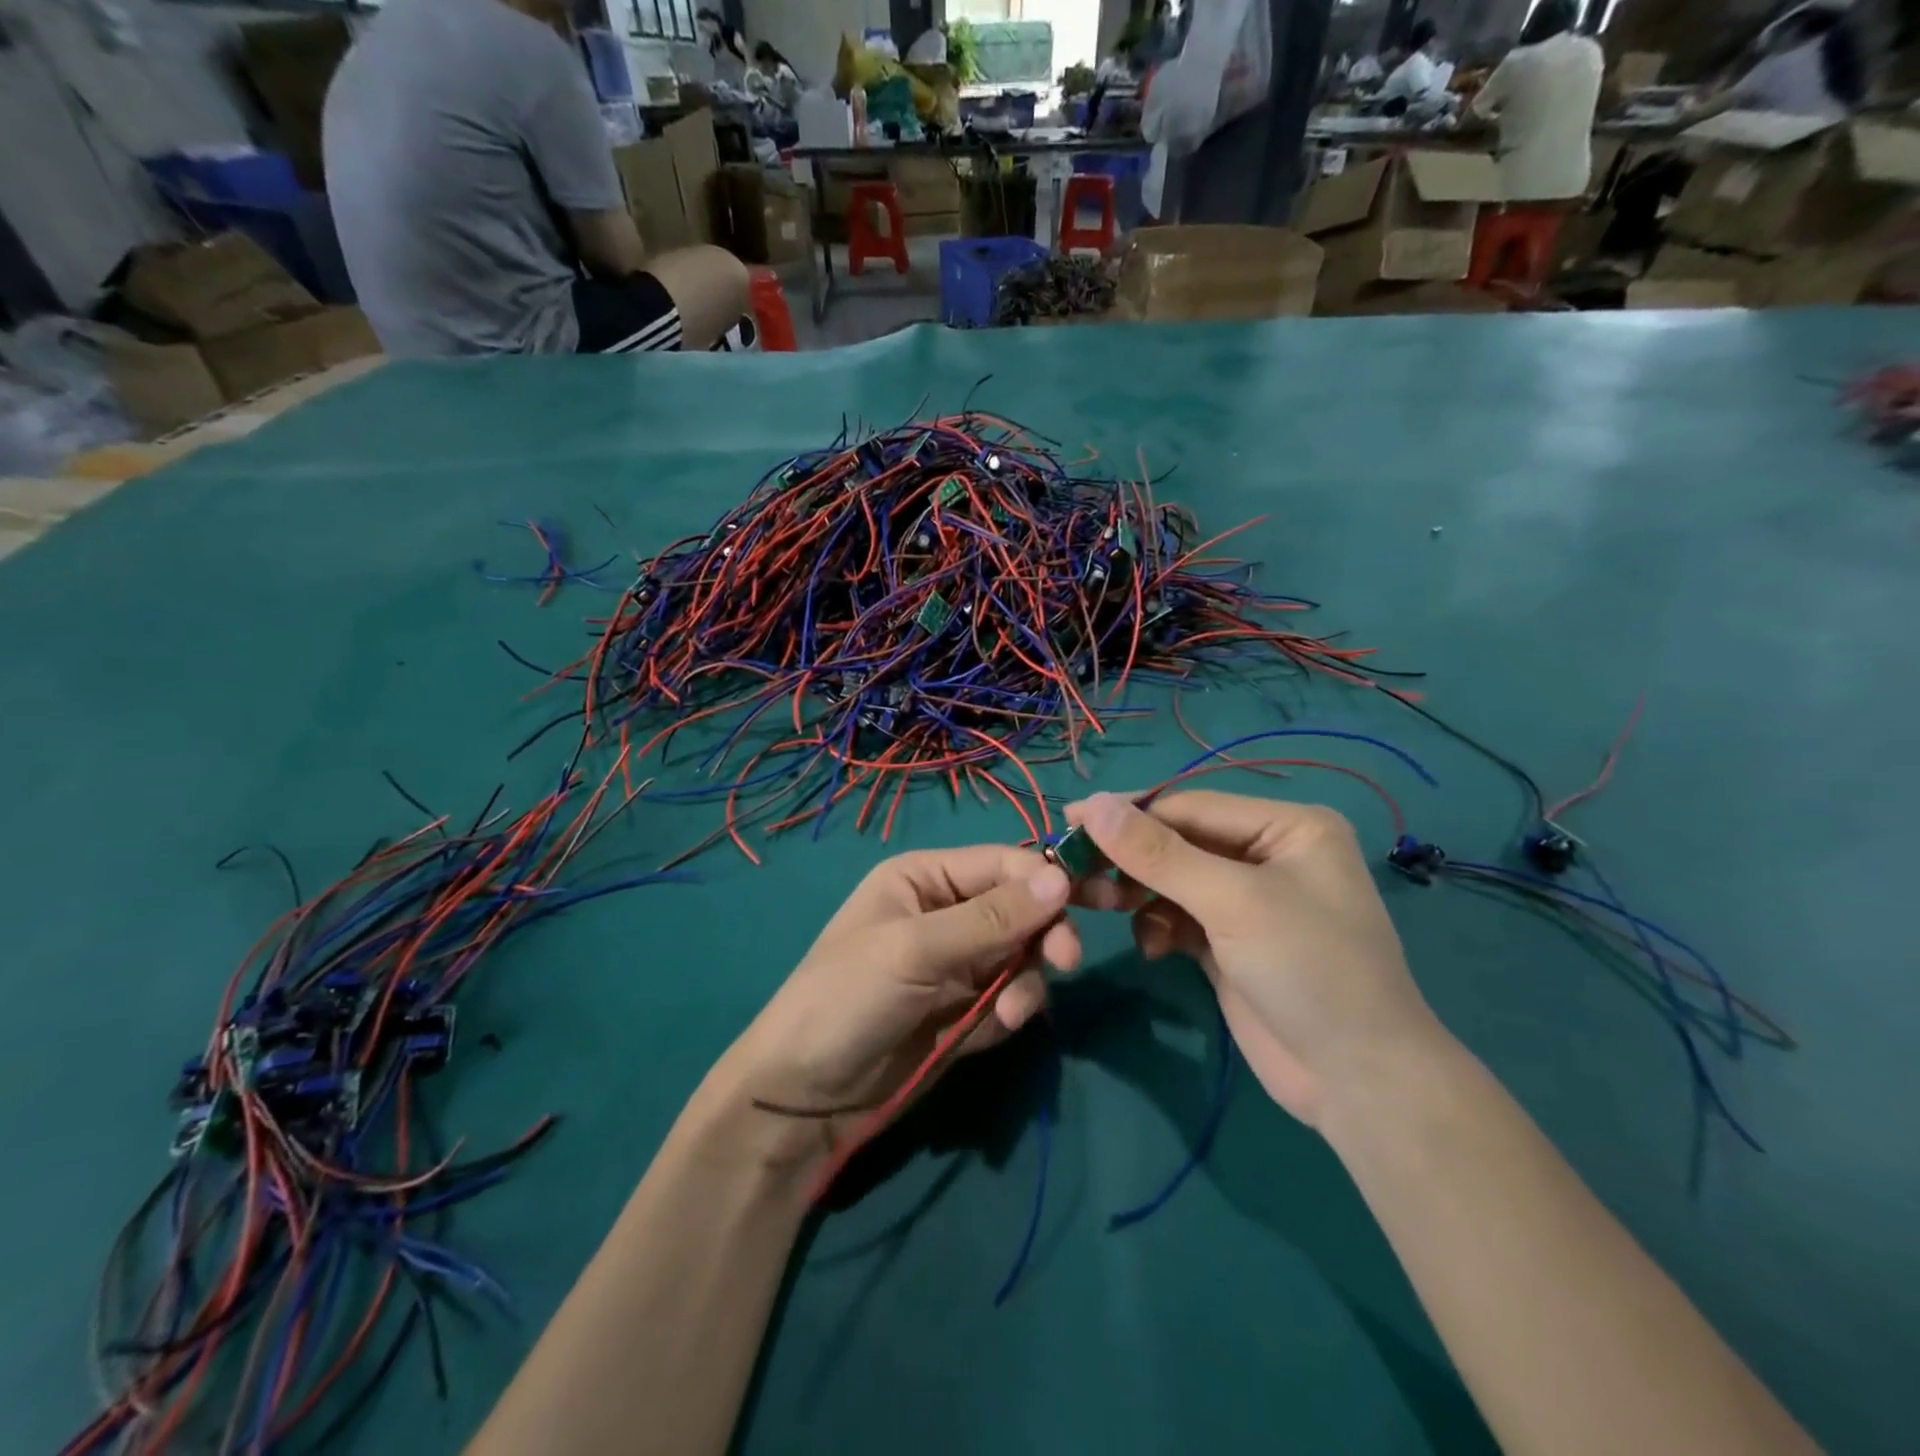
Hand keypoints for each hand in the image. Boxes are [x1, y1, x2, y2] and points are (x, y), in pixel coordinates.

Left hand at [719, 846, 1077, 1165]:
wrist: (805, 1095)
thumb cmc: (848, 997)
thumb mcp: (916, 949)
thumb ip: (991, 918)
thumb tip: (1061, 879)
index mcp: (925, 878)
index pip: (1002, 863)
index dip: (1044, 879)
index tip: (1083, 904)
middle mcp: (946, 912)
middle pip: (1022, 908)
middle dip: (1044, 933)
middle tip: (1065, 961)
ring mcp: (958, 963)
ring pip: (1023, 955)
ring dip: (1027, 981)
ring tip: (1008, 1014)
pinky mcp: (966, 1009)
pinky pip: (1011, 996)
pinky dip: (1012, 1010)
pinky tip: (993, 1027)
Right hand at [1067, 790, 1443, 1128]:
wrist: (1357, 1082)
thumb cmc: (1308, 969)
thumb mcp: (1231, 902)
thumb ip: (1158, 853)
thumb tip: (1092, 805)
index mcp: (1287, 826)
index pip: (1191, 805)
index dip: (1129, 812)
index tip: (1070, 818)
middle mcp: (1268, 854)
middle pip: (1179, 841)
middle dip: (1130, 858)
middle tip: (1073, 868)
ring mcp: (1248, 901)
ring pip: (1172, 880)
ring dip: (1136, 893)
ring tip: (1098, 906)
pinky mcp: (1230, 941)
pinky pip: (1177, 916)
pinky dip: (1156, 926)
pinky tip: (1152, 948)